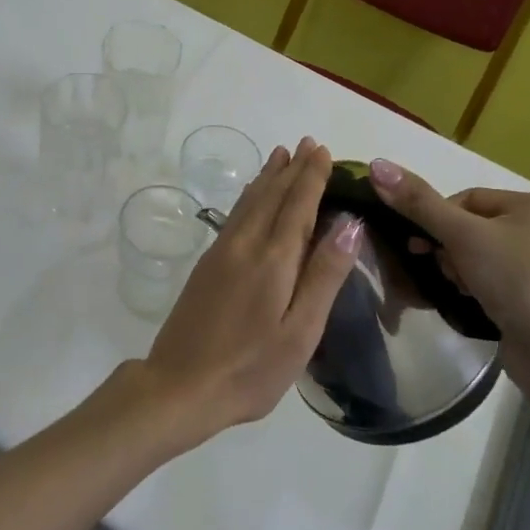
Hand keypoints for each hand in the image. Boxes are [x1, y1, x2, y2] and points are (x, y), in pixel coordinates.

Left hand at [139, 139, 362, 445]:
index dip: (311, 177)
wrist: (180, 386)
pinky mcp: (206, 265)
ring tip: (280, 156)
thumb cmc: (251, 369)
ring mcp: (221, 253)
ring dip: (268, 177)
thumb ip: (324, 275)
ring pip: (249, 202)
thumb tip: (349, 223)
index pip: (298, 205)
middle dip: (292, 169)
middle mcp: (245, 245)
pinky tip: (251, 198)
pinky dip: (249, 197)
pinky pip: (234, 216)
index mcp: (273, 260)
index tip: (323, 151)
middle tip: (307, 144)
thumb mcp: (300, 331)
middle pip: (272, 196)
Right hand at [367, 158, 529, 388]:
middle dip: (451, 248)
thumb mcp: (462, 236)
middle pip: (478, 228)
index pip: (470, 198)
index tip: (422, 244)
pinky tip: (474, 304)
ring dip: (463, 270)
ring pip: (488, 257)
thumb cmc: (516, 281)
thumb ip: (419, 202)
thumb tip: (377, 164)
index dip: (438, 218)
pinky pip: (503, 284)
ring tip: (459, 290)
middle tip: (439, 269)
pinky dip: (483, 290)